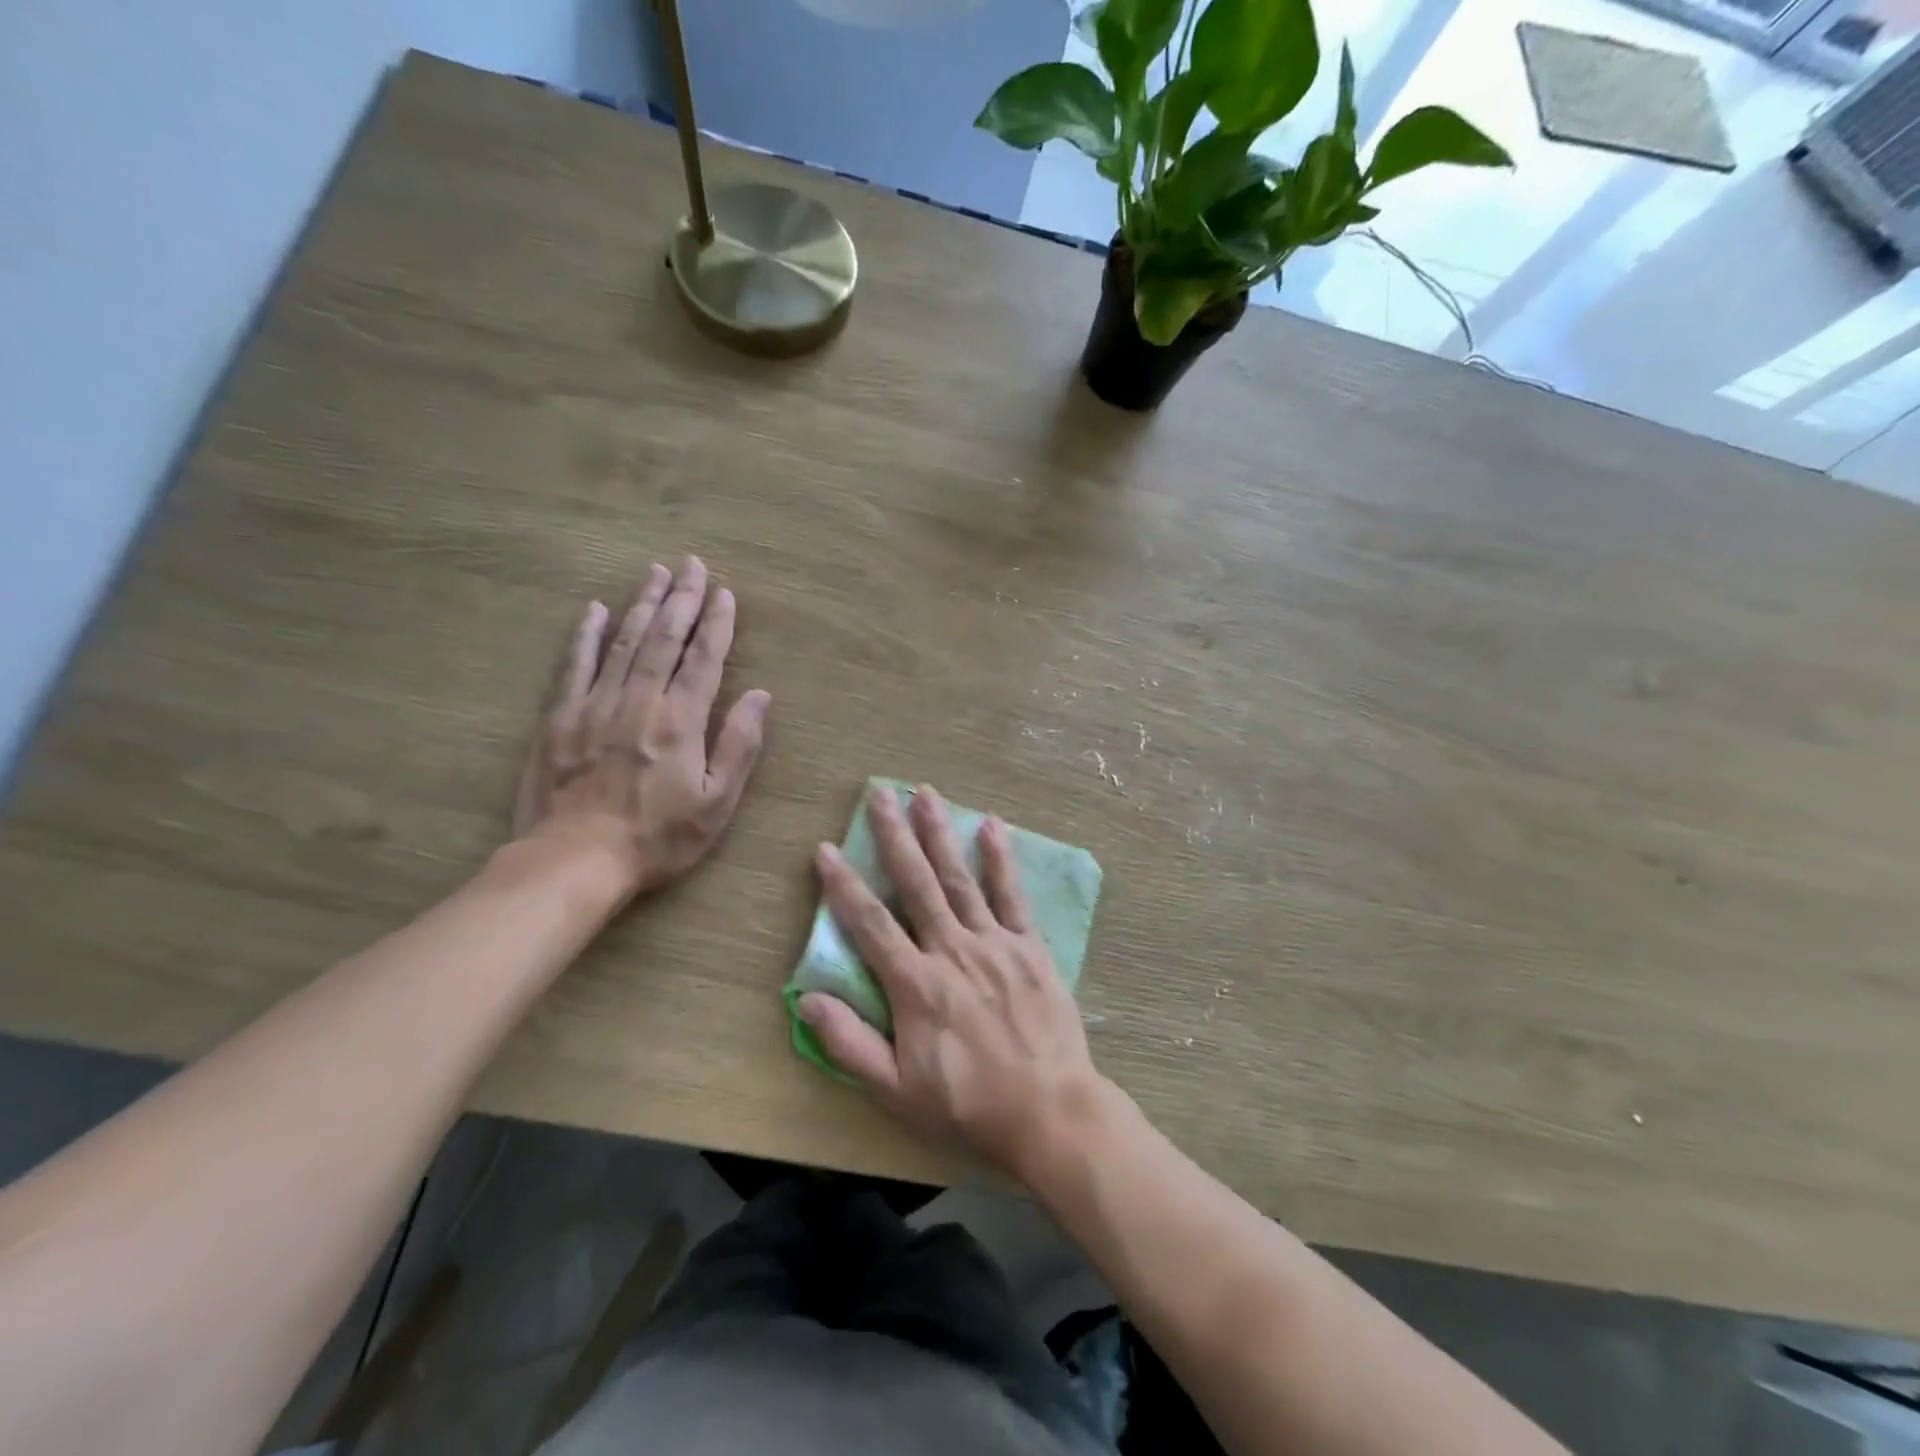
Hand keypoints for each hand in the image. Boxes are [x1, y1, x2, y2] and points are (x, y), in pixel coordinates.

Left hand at [513, 557, 770, 900]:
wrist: (575, 861)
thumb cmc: (658, 838)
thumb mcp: (717, 803)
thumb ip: (739, 745)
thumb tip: (761, 696)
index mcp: (681, 720)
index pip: (704, 660)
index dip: (717, 624)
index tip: (725, 593)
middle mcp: (640, 701)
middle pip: (664, 639)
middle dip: (682, 599)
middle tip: (692, 564)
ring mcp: (595, 705)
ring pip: (623, 642)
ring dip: (642, 604)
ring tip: (656, 573)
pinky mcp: (560, 718)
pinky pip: (575, 665)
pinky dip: (586, 635)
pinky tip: (595, 610)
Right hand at [800, 785, 1104, 1181]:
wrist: (1049, 1113)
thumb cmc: (968, 1106)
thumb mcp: (896, 1091)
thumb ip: (850, 1044)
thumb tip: (806, 999)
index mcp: (915, 985)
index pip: (870, 923)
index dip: (843, 885)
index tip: (826, 849)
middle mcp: (952, 951)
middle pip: (916, 884)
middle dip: (895, 836)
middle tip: (880, 794)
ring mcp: (994, 944)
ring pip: (960, 879)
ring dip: (941, 834)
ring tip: (926, 794)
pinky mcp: (1029, 947)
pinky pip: (1012, 896)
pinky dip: (1001, 859)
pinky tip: (992, 826)